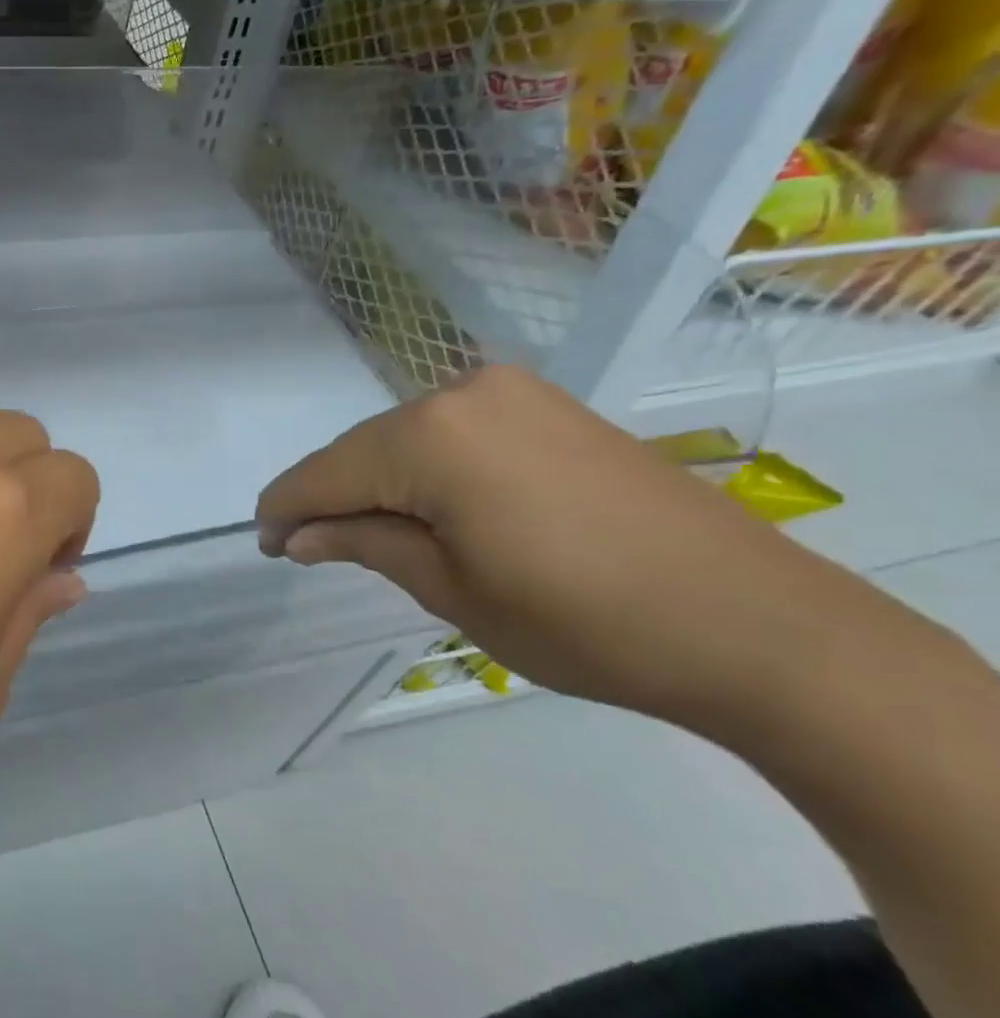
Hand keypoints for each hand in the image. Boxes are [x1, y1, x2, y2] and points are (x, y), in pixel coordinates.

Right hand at [255, 366, 914, 726]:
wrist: (754, 623)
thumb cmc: (580, 621)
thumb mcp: (449, 589)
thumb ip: (363, 543)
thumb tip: (298, 535)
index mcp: (430, 438)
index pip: (325, 472)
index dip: (285, 510)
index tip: (263, 544)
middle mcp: (464, 393)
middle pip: (363, 448)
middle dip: (329, 496)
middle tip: (307, 547)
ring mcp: (513, 393)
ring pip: (406, 438)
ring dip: (376, 482)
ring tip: (365, 534)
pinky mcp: (548, 407)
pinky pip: (454, 432)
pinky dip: (424, 468)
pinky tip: (426, 506)